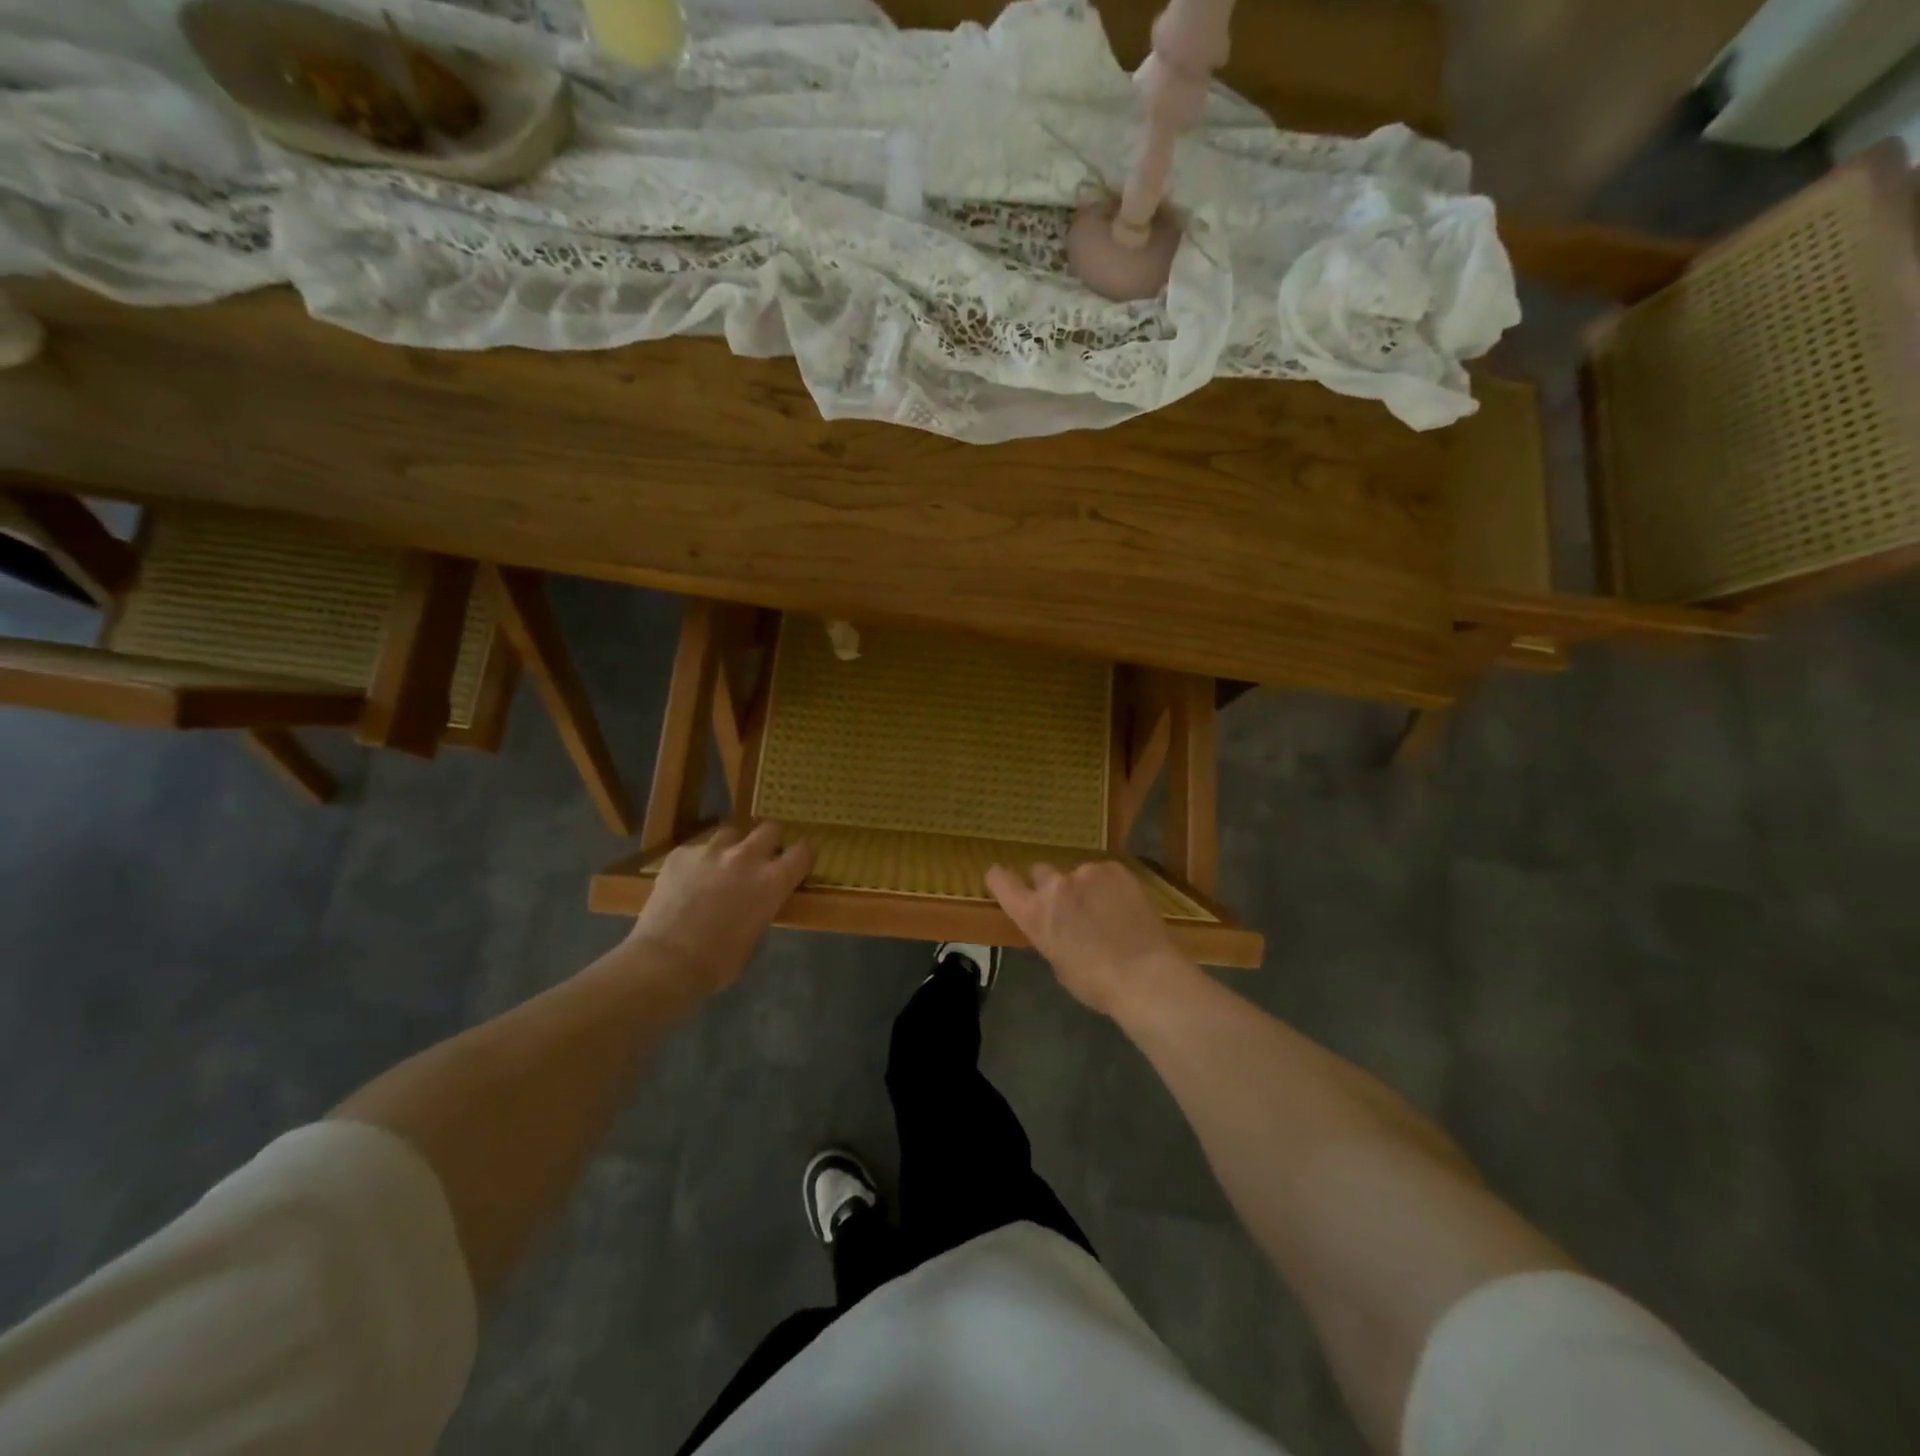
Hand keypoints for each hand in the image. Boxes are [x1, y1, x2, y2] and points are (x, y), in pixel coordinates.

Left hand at [625, 822, 814, 994]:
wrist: (665, 961)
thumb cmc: (718, 962)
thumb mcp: (756, 933)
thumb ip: (763, 905)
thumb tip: (759, 899)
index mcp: (772, 880)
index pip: (803, 851)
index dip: (803, 854)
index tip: (799, 859)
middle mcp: (747, 856)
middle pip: (770, 829)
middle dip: (770, 840)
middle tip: (761, 857)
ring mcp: (711, 850)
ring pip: (731, 833)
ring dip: (733, 846)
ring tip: (722, 864)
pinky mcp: (681, 854)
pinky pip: (698, 848)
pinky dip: (699, 860)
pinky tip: (689, 879)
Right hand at [985, 860, 1196, 1018]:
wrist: (1145, 973)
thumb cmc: (1097, 983)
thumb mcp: (1059, 964)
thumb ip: (1050, 935)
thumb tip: (1058, 928)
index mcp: (1034, 913)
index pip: (1000, 880)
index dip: (1001, 880)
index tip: (1005, 882)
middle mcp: (1054, 886)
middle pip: (1040, 871)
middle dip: (1049, 886)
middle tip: (1068, 907)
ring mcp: (1086, 873)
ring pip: (1077, 874)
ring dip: (1084, 888)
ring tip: (1106, 911)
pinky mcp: (1114, 869)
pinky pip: (1104, 874)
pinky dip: (1110, 887)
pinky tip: (1125, 907)